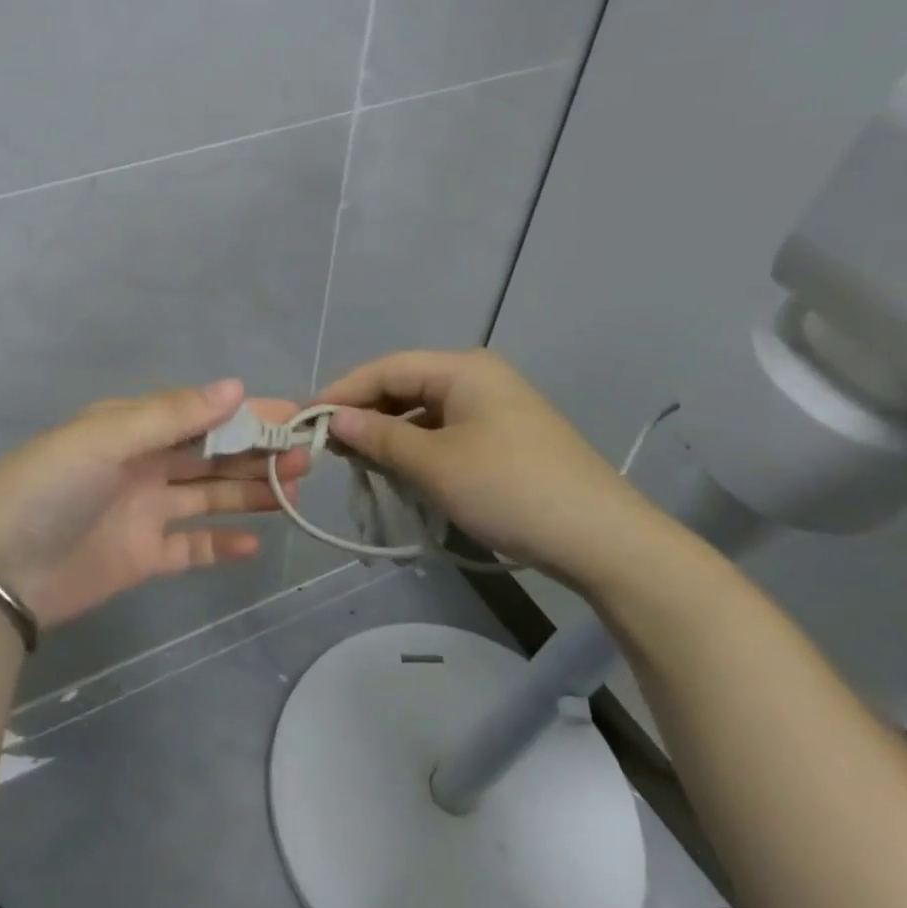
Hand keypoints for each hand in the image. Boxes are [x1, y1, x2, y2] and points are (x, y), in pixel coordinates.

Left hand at [0, 380, 308, 628]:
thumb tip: (236, 386)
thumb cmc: (48, 489)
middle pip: (210, 454)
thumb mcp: (104, 438)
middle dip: (256, 451)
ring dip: (250, 490)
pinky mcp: (142, 557)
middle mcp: (140, 465)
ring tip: (295, 489)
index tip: (292, 415)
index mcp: (129, 428)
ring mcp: (143, 512)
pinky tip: (255, 543)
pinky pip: (191, 547)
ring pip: (208, 496)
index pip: (199, 414)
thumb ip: (171, 415)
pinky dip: (222, 544)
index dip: (245, 414)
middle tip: (305, 455)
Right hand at [316, 349, 664, 580]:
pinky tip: (397, 470)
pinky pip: (443, 432)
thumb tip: (333, 419)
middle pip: (404, 385)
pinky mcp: (503, 438)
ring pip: (422, 411)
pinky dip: (415, 447)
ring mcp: (494, 408)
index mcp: (463, 369)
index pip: (386, 368)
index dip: (342, 391)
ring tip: (355, 460)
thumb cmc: (510, 489)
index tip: (304, 420)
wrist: (602, 539)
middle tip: (326, 445)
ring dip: (388, 433)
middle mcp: (478, 378)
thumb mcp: (434, 464)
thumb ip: (379, 436)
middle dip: (364, 413)